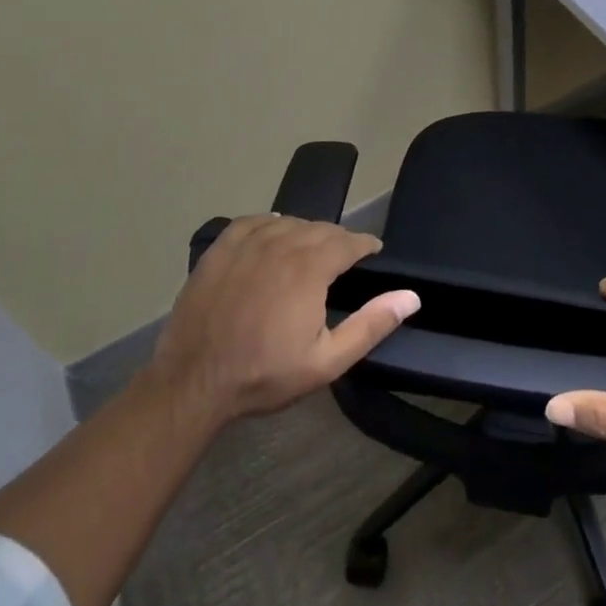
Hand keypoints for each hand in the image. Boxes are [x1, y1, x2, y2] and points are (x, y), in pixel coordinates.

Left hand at [150, 216, 418, 427]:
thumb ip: (372, 325)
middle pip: (321, 228)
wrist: (194, 383)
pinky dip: (270, 224)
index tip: (373, 253)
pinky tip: (273, 235)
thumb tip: (411, 296)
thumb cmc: (265, 374)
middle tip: (344, 260)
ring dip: (306, 232)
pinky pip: (253, 222)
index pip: (349, 241)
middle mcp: (281, 244)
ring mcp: (247, 244)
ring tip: (311, 251)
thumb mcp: (327, 361)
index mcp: (310, 268)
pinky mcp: (220, 250)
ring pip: (289, 222)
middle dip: (338, 240)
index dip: (366, 244)